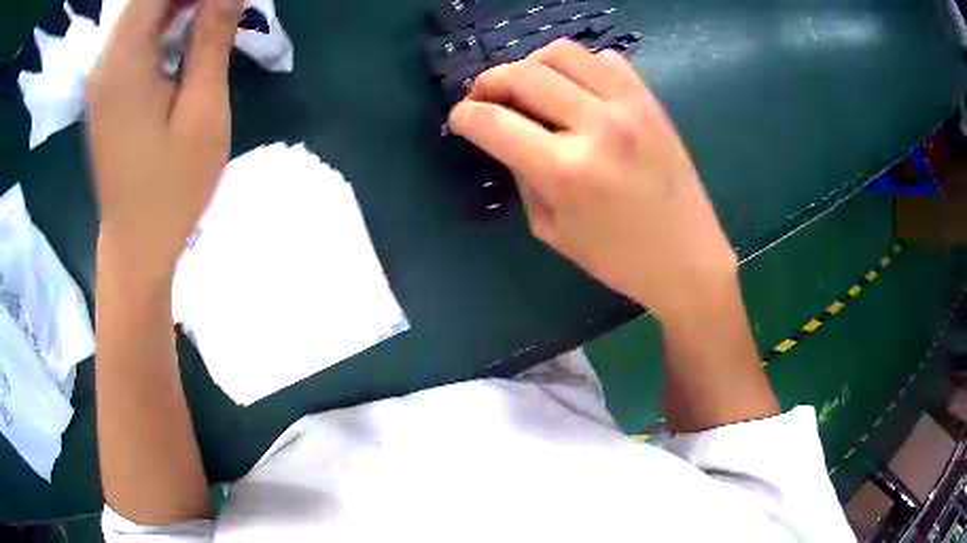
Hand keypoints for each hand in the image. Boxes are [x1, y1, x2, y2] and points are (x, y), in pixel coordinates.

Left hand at [86, 0, 242, 284]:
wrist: (136, 246)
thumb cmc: (171, 190)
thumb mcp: (202, 112)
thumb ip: (212, 40)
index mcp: (123, 63)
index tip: (226, 2)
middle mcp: (105, 61)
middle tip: (226, 9)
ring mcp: (103, 75)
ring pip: (143, 11)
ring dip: (181, 5)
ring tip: (215, 17)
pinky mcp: (107, 88)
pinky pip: (137, 34)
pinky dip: (167, 21)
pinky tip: (190, 34)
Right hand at [449, 39, 736, 321]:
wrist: (687, 259)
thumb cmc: (617, 259)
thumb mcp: (552, 229)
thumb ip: (522, 175)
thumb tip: (504, 138)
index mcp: (565, 171)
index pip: (492, 122)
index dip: (464, 116)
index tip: (460, 119)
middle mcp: (596, 126)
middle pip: (522, 75)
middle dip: (488, 82)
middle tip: (483, 98)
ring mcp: (628, 106)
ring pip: (561, 53)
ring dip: (531, 63)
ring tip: (527, 86)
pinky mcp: (650, 101)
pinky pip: (605, 59)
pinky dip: (579, 66)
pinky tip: (576, 89)